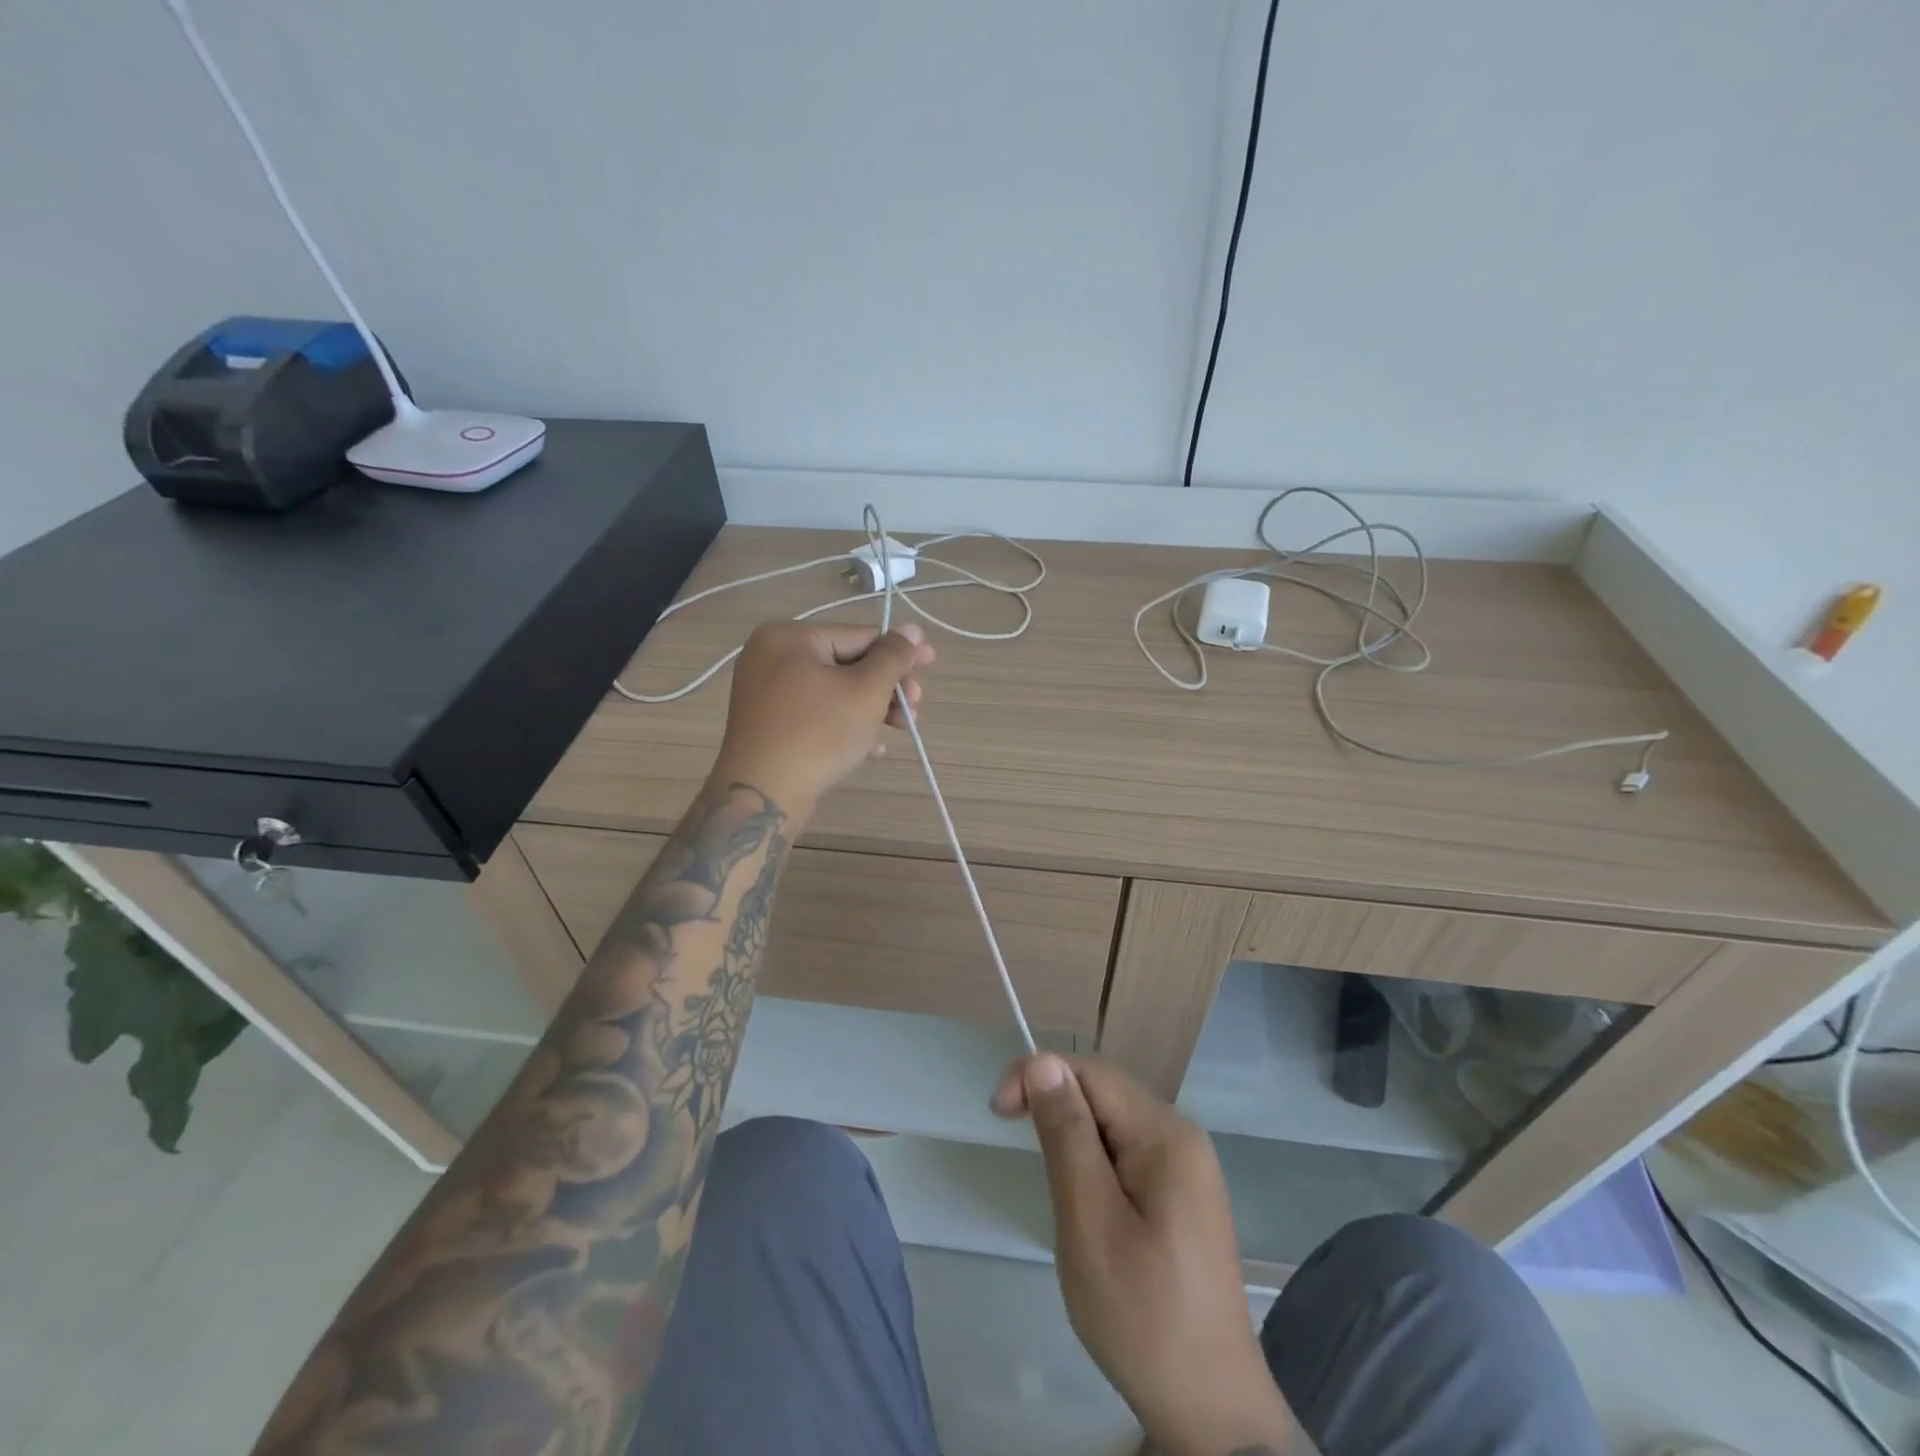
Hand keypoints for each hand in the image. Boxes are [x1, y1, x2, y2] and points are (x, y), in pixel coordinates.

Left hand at [709, 620, 934, 818]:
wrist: (762, 795)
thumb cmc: (818, 733)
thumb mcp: (866, 690)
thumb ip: (893, 657)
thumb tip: (913, 629)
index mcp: (789, 637)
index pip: (859, 636)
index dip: (899, 651)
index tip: (931, 664)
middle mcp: (772, 657)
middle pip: (847, 664)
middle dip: (887, 687)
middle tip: (914, 708)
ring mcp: (766, 692)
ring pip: (835, 692)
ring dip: (872, 709)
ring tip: (900, 729)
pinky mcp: (769, 724)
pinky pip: (816, 714)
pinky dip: (845, 726)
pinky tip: (872, 750)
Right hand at [993, 1053, 1302, 1455]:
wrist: (1211, 1412)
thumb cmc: (1143, 1317)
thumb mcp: (1090, 1223)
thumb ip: (1067, 1136)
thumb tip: (1043, 1063)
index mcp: (1167, 1135)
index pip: (1092, 1073)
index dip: (1040, 1076)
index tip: (998, 1113)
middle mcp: (1182, 1136)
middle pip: (1105, 1092)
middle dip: (1055, 1106)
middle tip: (1018, 1148)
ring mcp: (1187, 1167)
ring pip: (1113, 1122)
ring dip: (1072, 1136)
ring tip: (1055, 1188)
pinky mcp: (1182, 1195)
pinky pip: (1127, 1152)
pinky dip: (1093, 1162)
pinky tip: (1084, 1201)